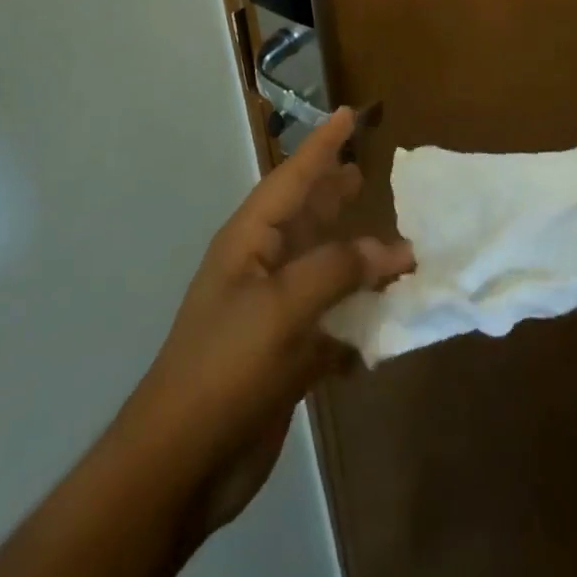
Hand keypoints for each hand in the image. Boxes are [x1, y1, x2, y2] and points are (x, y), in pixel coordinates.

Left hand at [120, 108, 414, 536]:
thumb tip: (393, 250)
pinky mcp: (285, 357)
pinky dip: (356, 322)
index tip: (348, 114)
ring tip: (393, 245)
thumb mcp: (283, 307)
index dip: (322, 145)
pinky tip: (384, 326)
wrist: (182, 462)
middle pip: (305, 217)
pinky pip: (330, 324)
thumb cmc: (227, 365)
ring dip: (356, 260)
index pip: (293, 177)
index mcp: (250, 240)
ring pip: (322, 270)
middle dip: (333, 194)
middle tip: (366, 172)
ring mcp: (272, 313)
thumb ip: (339, 269)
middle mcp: (261, 267)